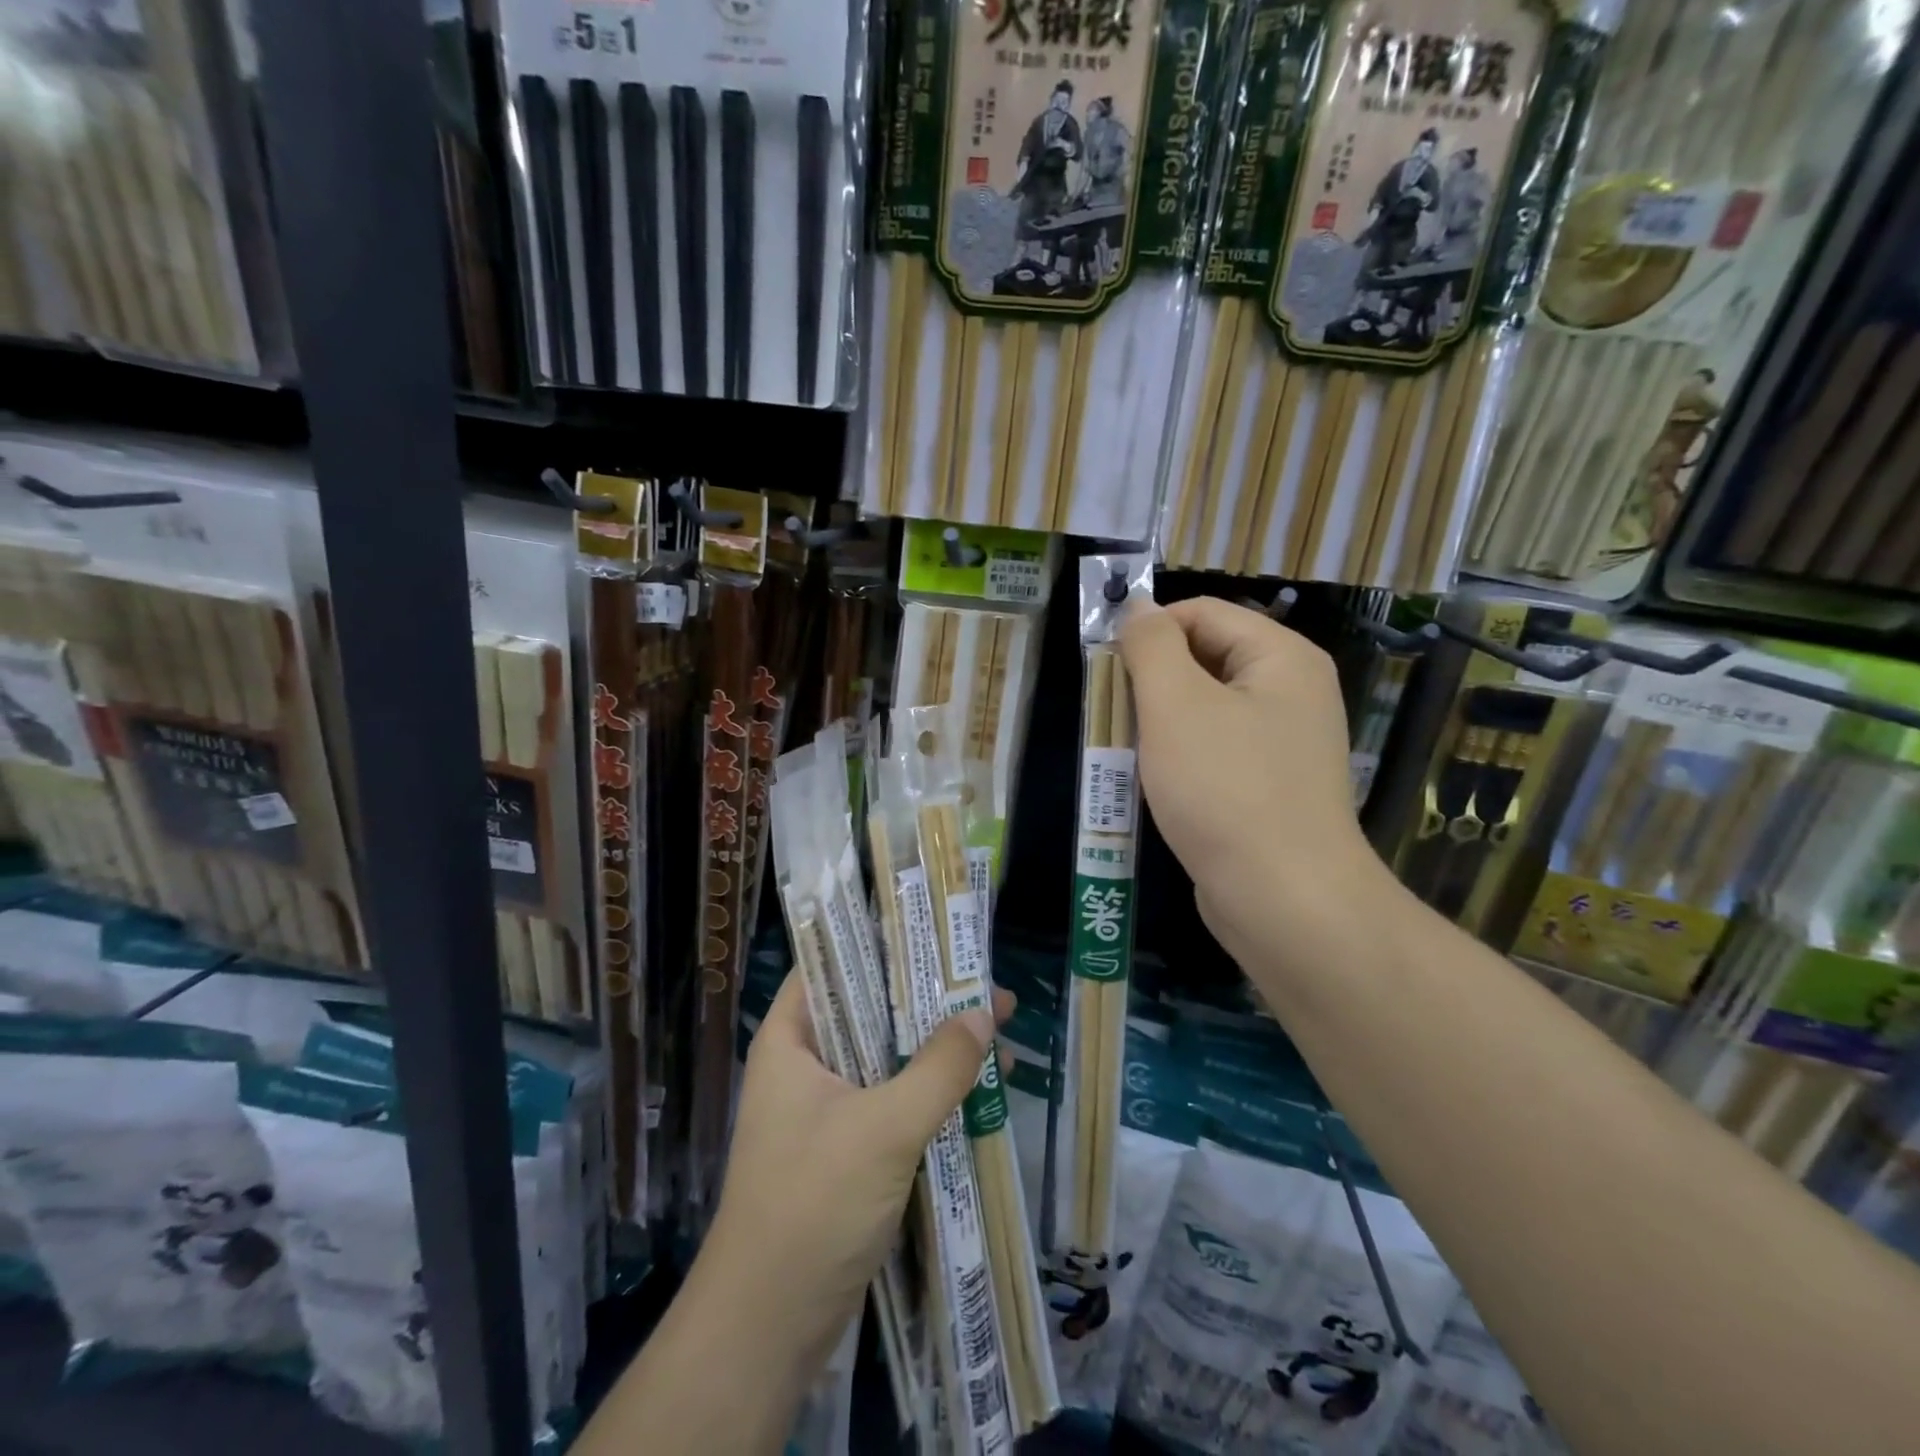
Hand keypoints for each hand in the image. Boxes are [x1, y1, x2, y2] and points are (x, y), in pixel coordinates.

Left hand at [701, 974, 1011, 1366]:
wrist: (769, 1327)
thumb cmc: (814, 1204)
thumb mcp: (885, 1127)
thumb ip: (938, 1067)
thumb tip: (984, 1011)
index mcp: (791, 1039)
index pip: (832, 964)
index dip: (880, 942)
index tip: (933, 931)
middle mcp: (804, 1064)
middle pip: (868, 1009)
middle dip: (926, 998)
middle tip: (982, 980)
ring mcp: (824, 1109)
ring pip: (885, 1056)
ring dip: (935, 1046)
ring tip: (996, 1028)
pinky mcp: (845, 1148)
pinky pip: (892, 1099)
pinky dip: (930, 1089)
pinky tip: (977, 1087)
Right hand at [1119, 598, 1389, 971]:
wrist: (1284, 900)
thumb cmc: (1225, 790)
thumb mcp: (1176, 705)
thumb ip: (1151, 646)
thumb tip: (1138, 610)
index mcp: (1282, 657)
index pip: (1202, 613)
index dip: (1149, 631)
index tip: (1106, 669)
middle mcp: (1292, 692)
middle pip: (1205, 658)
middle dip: (1151, 680)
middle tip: (1111, 714)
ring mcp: (1283, 743)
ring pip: (1205, 709)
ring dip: (1159, 723)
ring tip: (1125, 750)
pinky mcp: (1268, 786)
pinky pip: (1214, 751)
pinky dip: (1179, 757)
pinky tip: (1154, 783)